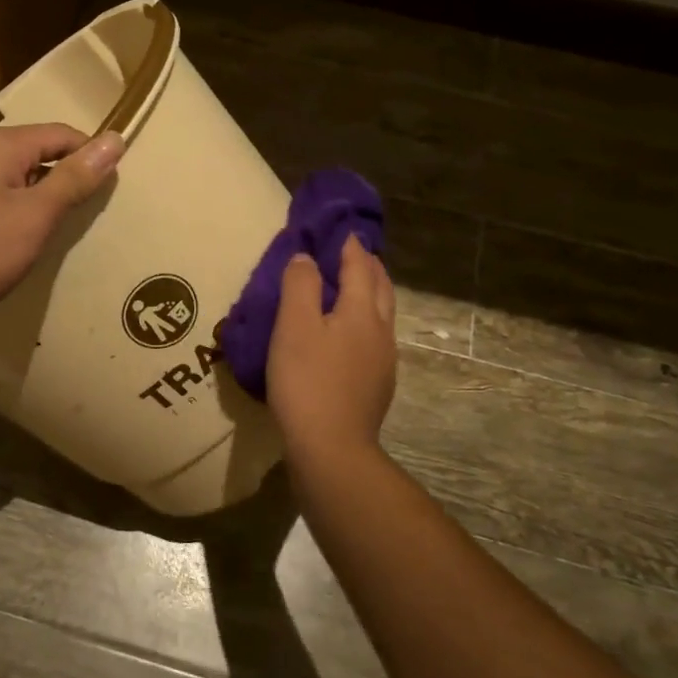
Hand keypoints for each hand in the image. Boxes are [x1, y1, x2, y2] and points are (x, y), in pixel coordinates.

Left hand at [0, 123, 124, 328]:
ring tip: (66, 227)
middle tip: (93, 211)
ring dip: (47, 197)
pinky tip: (30, 237)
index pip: (62, 134)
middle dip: (69, 177)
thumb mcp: (36, 215)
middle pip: (41, 151)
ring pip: (22, 175)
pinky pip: (4, 194)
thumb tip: (115, 139)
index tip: (114, 189)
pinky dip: (24, 210)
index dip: (91, 156)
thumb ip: (75, 178)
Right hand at [266, 235, 397, 464]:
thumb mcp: (293, 327)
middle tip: (352, 252)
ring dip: (370, 292)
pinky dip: (365, 320)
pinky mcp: (378, 385)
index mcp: (361, 312)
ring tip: (354, 287)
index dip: (349, 245)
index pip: (359, 267)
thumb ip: (300, 286)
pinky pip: (375, 338)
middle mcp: (380, 331)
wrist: (332, 448)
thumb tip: (307, 259)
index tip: (341, 229)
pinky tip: (351, 335)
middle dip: (368, 265)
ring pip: (382, 314)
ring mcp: (384, 361)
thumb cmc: (307, 381)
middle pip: (380, 287)